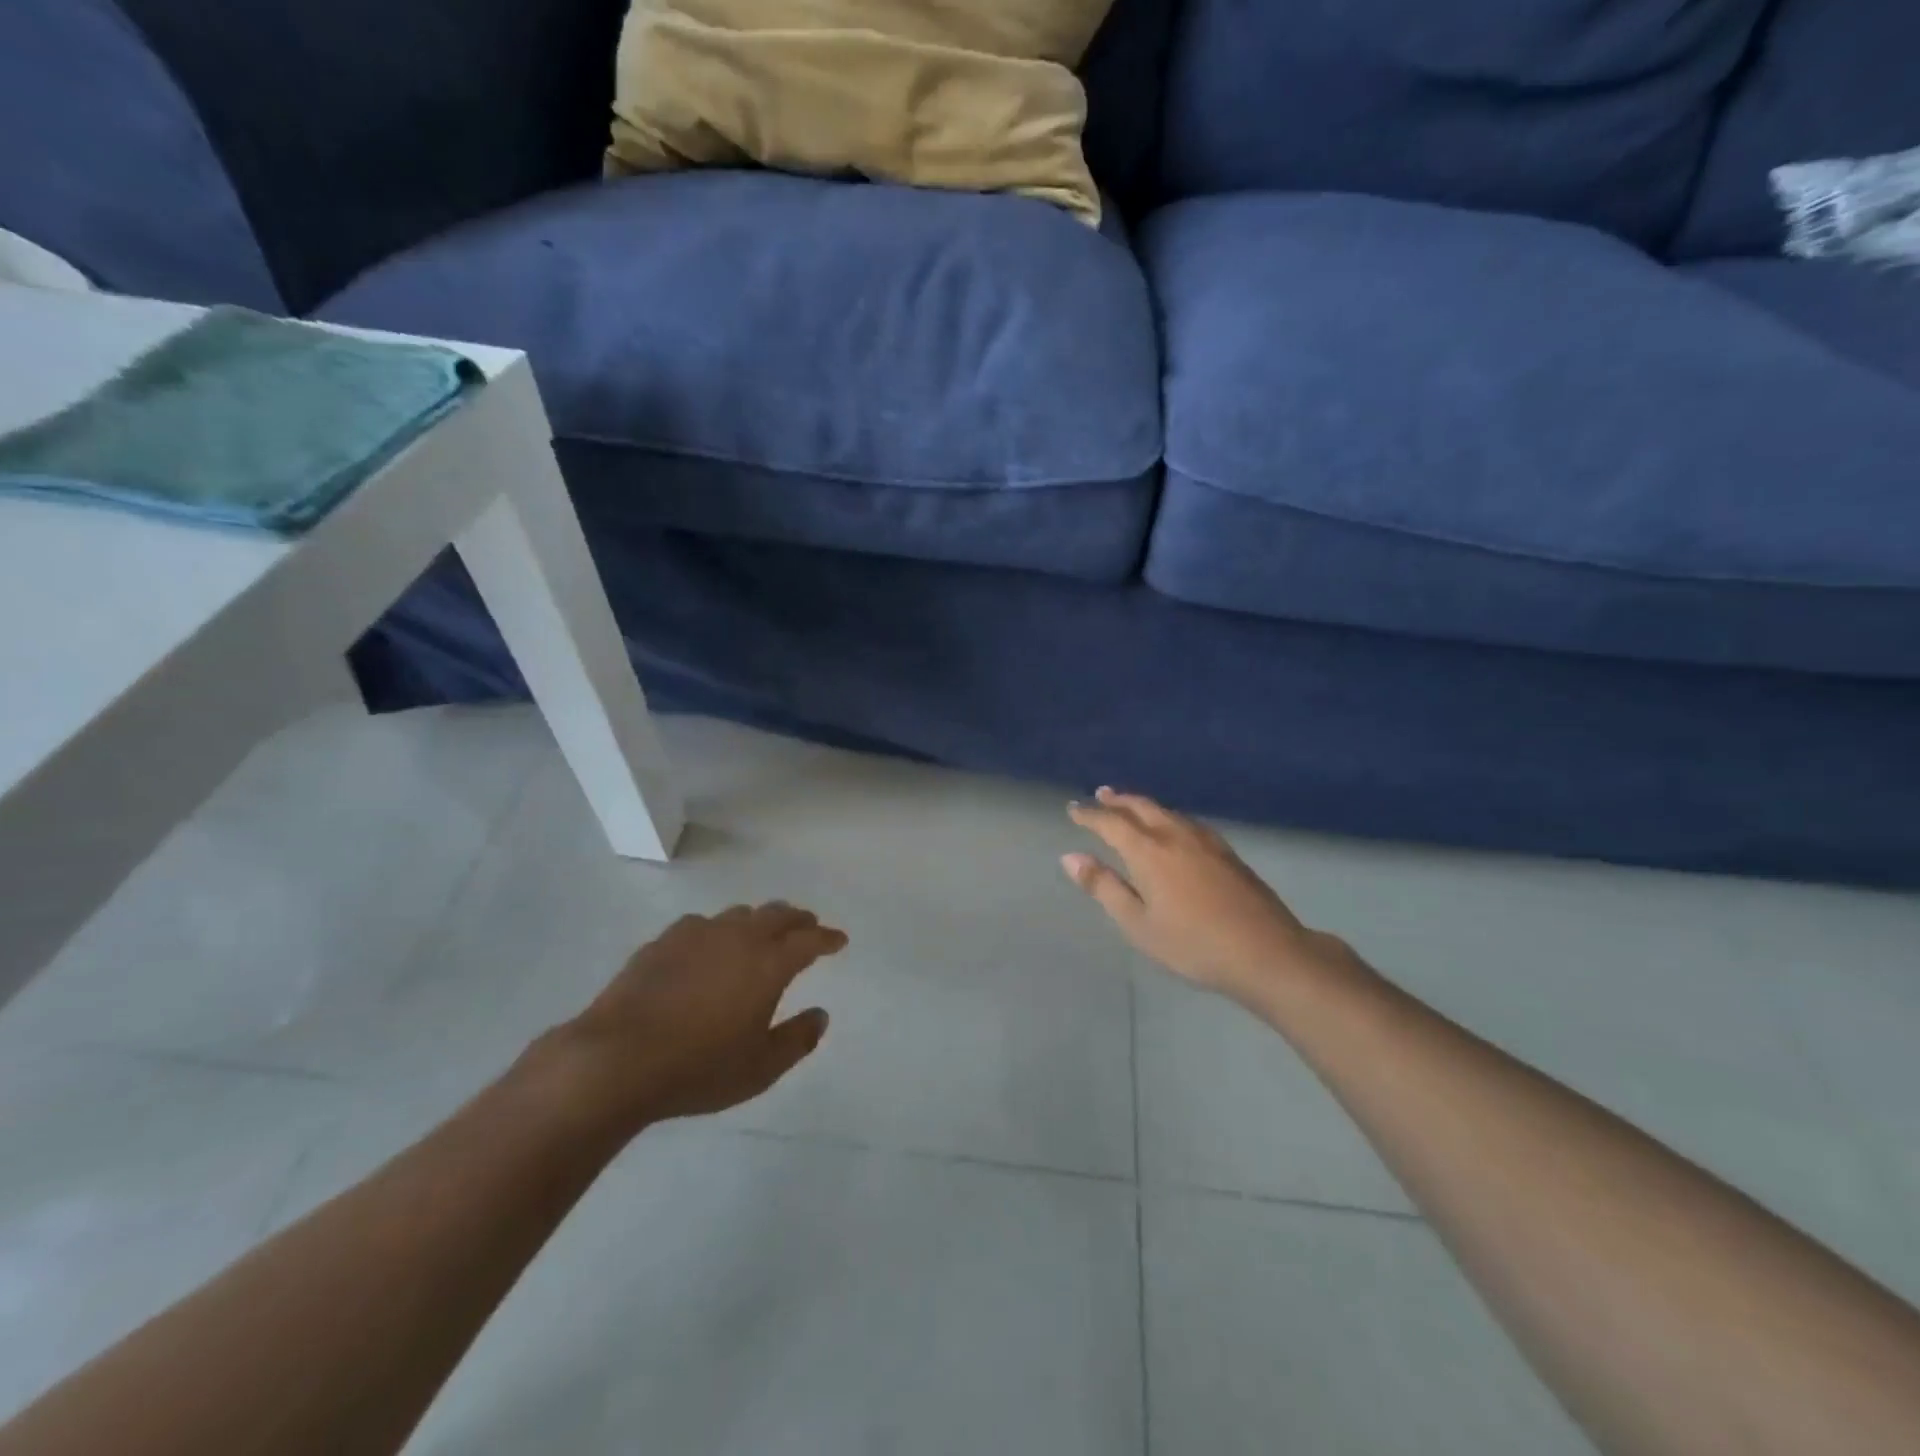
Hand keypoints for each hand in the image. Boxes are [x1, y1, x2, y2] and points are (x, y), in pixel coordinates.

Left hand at [548, 903, 846, 1134]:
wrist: (618, 1058)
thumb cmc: (699, 1067)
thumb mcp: (760, 1068)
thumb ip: (797, 1039)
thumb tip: (821, 1016)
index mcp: (769, 964)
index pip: (809, 940)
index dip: (828, 938)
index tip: (839, 940)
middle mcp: (738, 938)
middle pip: (777, 914)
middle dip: (798, 919)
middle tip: (808, 926)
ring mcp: (698, 934)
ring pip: (739, 914)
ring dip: (759, 920)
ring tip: (762, 933)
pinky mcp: (663, 942)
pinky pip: (702, 925)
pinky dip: (719, 930)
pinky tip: (709, 946)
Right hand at [1064, 788, 1331, 1006]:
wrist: (1266, 952)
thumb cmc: (1192, 944)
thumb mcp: (1138, 924)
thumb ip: (1104, 887)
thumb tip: (1071, 857)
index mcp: (1148, 852)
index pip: (1111, 824)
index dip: (1089, 815)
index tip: (1073, 809)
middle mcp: (1175, 836)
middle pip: (1141, 807)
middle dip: (1118, 800)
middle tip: (1101, 794)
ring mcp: (1206, 841)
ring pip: (1167, 811)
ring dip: (1143, 805)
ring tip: (1131, 805)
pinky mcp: (1227, 851)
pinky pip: (1187, 821)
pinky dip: (1168, 816)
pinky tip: (1174, 827)